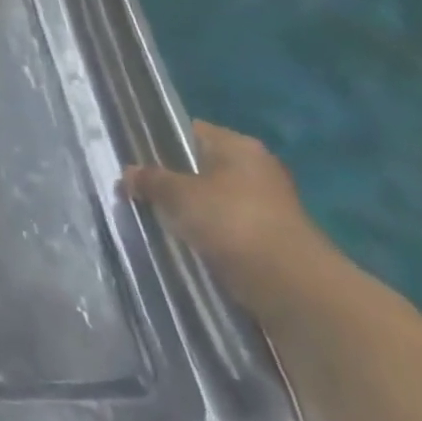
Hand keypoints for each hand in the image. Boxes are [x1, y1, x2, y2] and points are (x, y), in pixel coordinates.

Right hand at [123, 121, 328, 310]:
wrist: (294, 288)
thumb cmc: (233, 223)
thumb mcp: (178, 195)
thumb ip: (150, 180)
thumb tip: (127, 173)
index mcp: (238, 146)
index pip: (189, 132)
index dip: (158, 142)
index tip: (131, 158)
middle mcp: (256, 170)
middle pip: (200, 167)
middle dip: (171, 180)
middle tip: (137, 190)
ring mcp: (266, 207)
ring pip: (212, 201)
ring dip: (188, 211)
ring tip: (154, 219)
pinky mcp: (270, 241)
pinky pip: (225, 229)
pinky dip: (206, 235)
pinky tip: (183, 244)